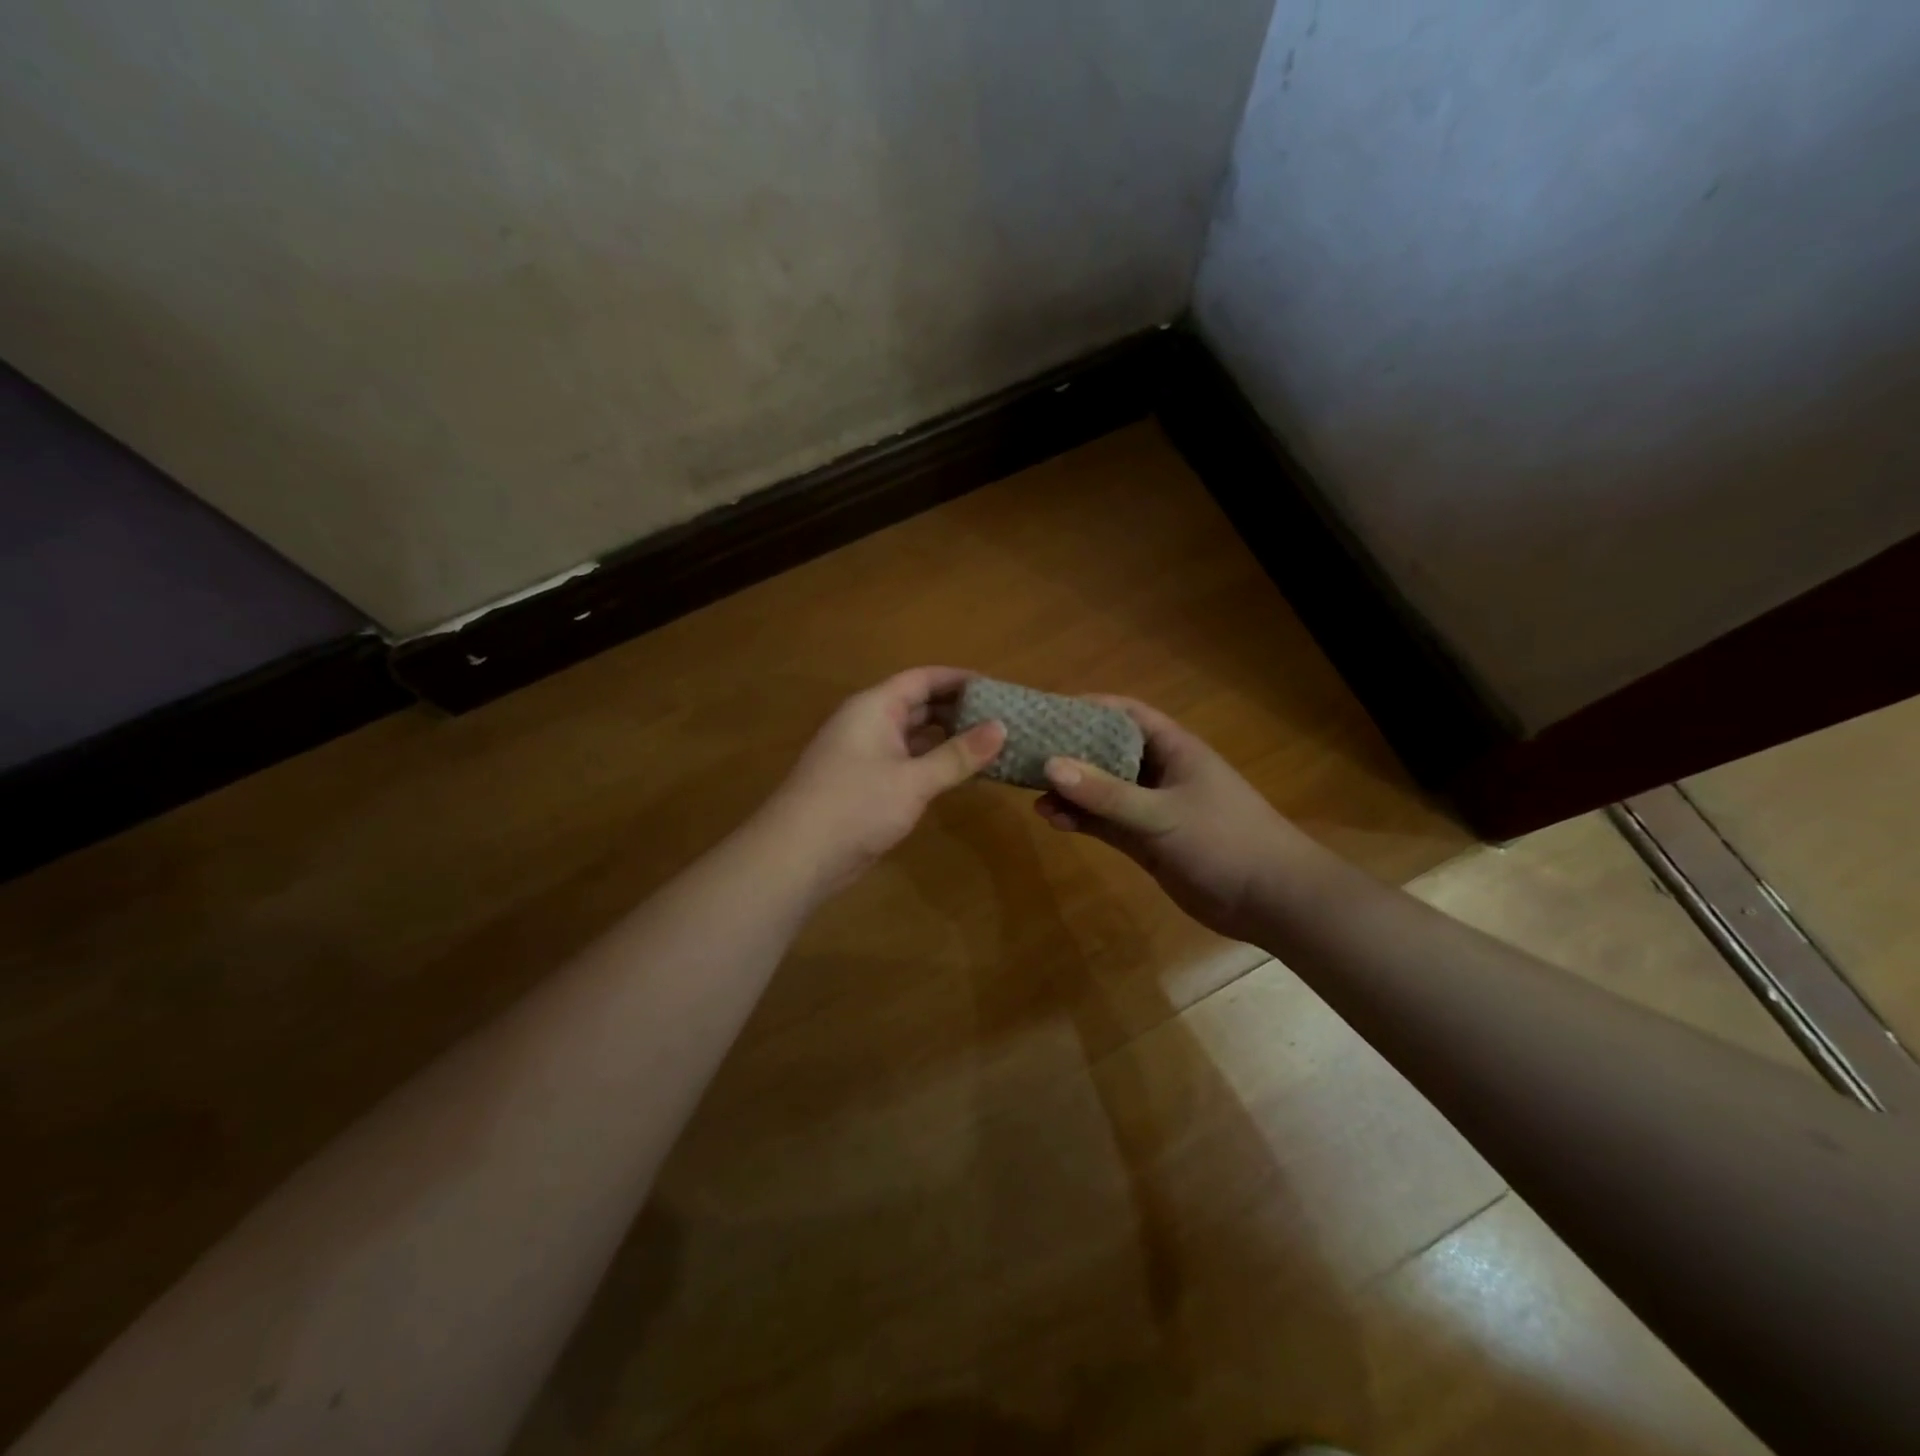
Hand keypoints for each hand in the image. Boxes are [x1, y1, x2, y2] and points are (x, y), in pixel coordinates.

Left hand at [759, 667, 1005, 895]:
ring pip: (913, 736)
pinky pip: (907, 762)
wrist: (797, 856)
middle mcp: (868, 723)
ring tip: (990, 744)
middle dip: (957, 710)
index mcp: (874, 708)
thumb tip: (1001, 727)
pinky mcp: (866, 784)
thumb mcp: (914, 780)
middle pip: (918, 705)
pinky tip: (961, 774)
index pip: (922, 679)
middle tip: (1002, 718)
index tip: (996, 687)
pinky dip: (933, 764)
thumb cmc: (856, 806)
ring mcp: (865, 755)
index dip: (959, 679)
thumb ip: (958, 755)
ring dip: (947, 739)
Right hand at [1034, 696, 1304, 941]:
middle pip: (1108, 752)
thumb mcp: (1162, 813)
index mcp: (1174, 749)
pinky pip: (1107, 823)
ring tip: (1033, 793)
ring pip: (1103, 792)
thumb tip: (1051, 766)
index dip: (1090, 708)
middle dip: (1071, 752)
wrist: (1272, 900)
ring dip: (1072, 791)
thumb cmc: (1224, 840)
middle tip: (1028, 753)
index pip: (1127, 715)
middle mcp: (1160, 773)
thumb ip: (1106, 793)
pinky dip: (1082, 820)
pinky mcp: (1148, 842)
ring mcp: (1153, 809)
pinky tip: (1054, 820)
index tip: (1048, 711)